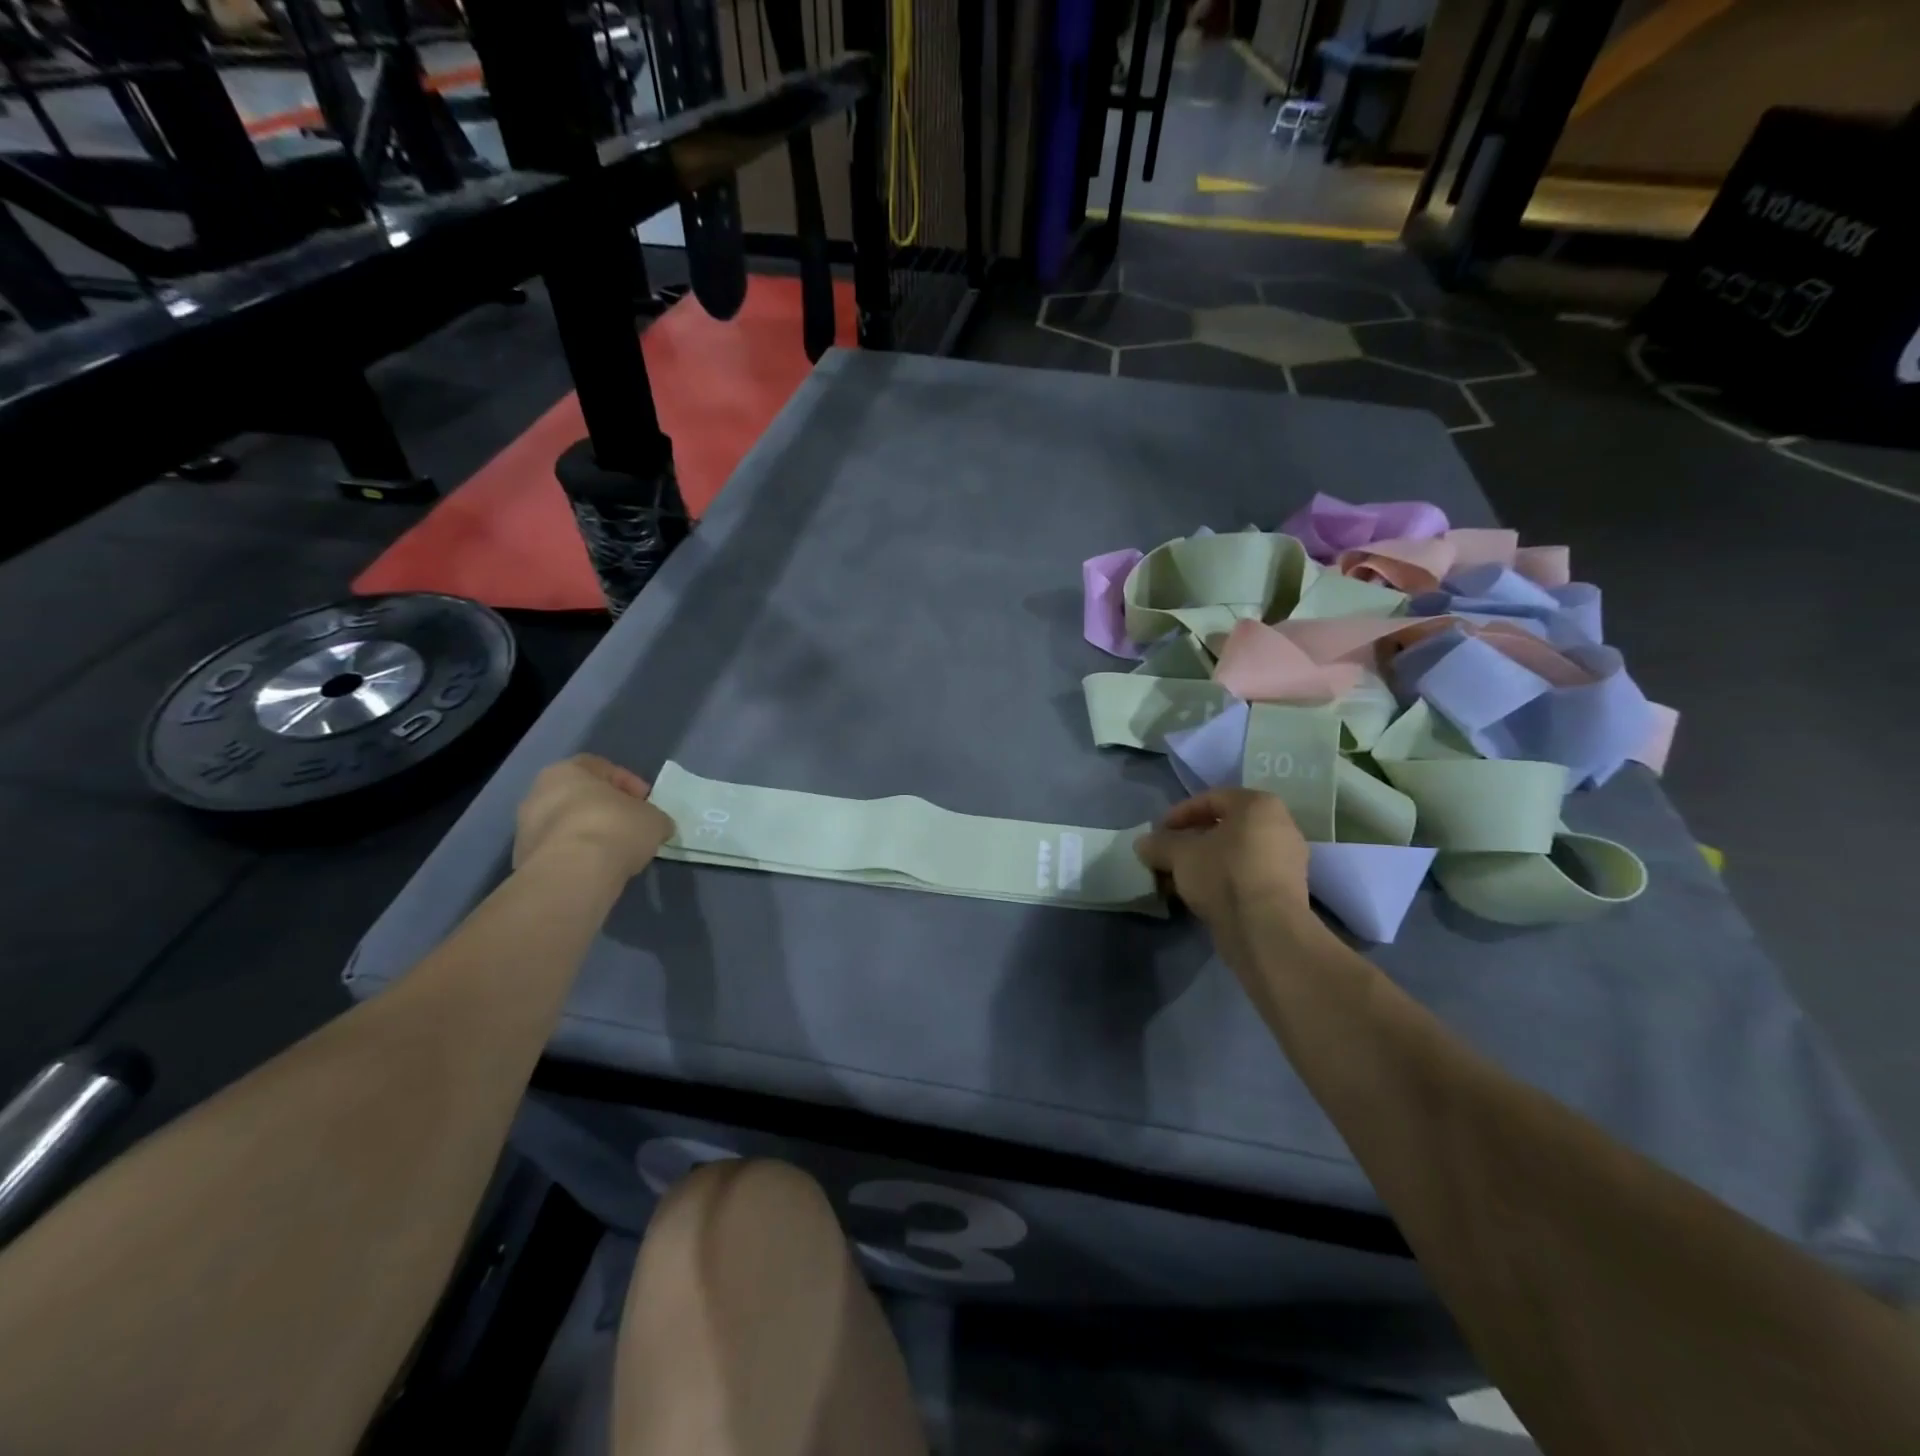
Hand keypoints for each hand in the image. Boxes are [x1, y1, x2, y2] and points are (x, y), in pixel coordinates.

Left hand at [514, 754, 674, 880]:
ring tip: (616, 852)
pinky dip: (577, 856)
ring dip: (589, 834)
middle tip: (630, 826)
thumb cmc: (614, 828)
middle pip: (579, 797)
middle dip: (606, 810)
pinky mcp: (524, 861)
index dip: (629, 784)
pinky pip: (559, 852)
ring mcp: (526, 829)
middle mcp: (538, 793)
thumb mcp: (654, 819)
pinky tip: (598, 868)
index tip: (646, 802)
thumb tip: (658, 826)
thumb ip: (654, 818)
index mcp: (566, 771)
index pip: (601, 767)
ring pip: (566, 825)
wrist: (573, 874)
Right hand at [1135, 789, 1316, 961]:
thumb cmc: (1224, 874)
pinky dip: (1221, 880)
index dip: (1179, 814)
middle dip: (1190, 842)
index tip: (1158, 832)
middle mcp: (1279, 826)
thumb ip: (1159, 844)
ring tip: (1176, 879)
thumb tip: (1143, 844)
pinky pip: (1245, 875)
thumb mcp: (1179, 854)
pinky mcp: (1286, 891)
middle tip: (1166, 855)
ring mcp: (1287, 860)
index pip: (1211, 799)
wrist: (1266, 929)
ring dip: (1203, 863)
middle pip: (1224, 828)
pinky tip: (1197, 895)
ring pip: (1234, 854)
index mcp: (1258, 805)